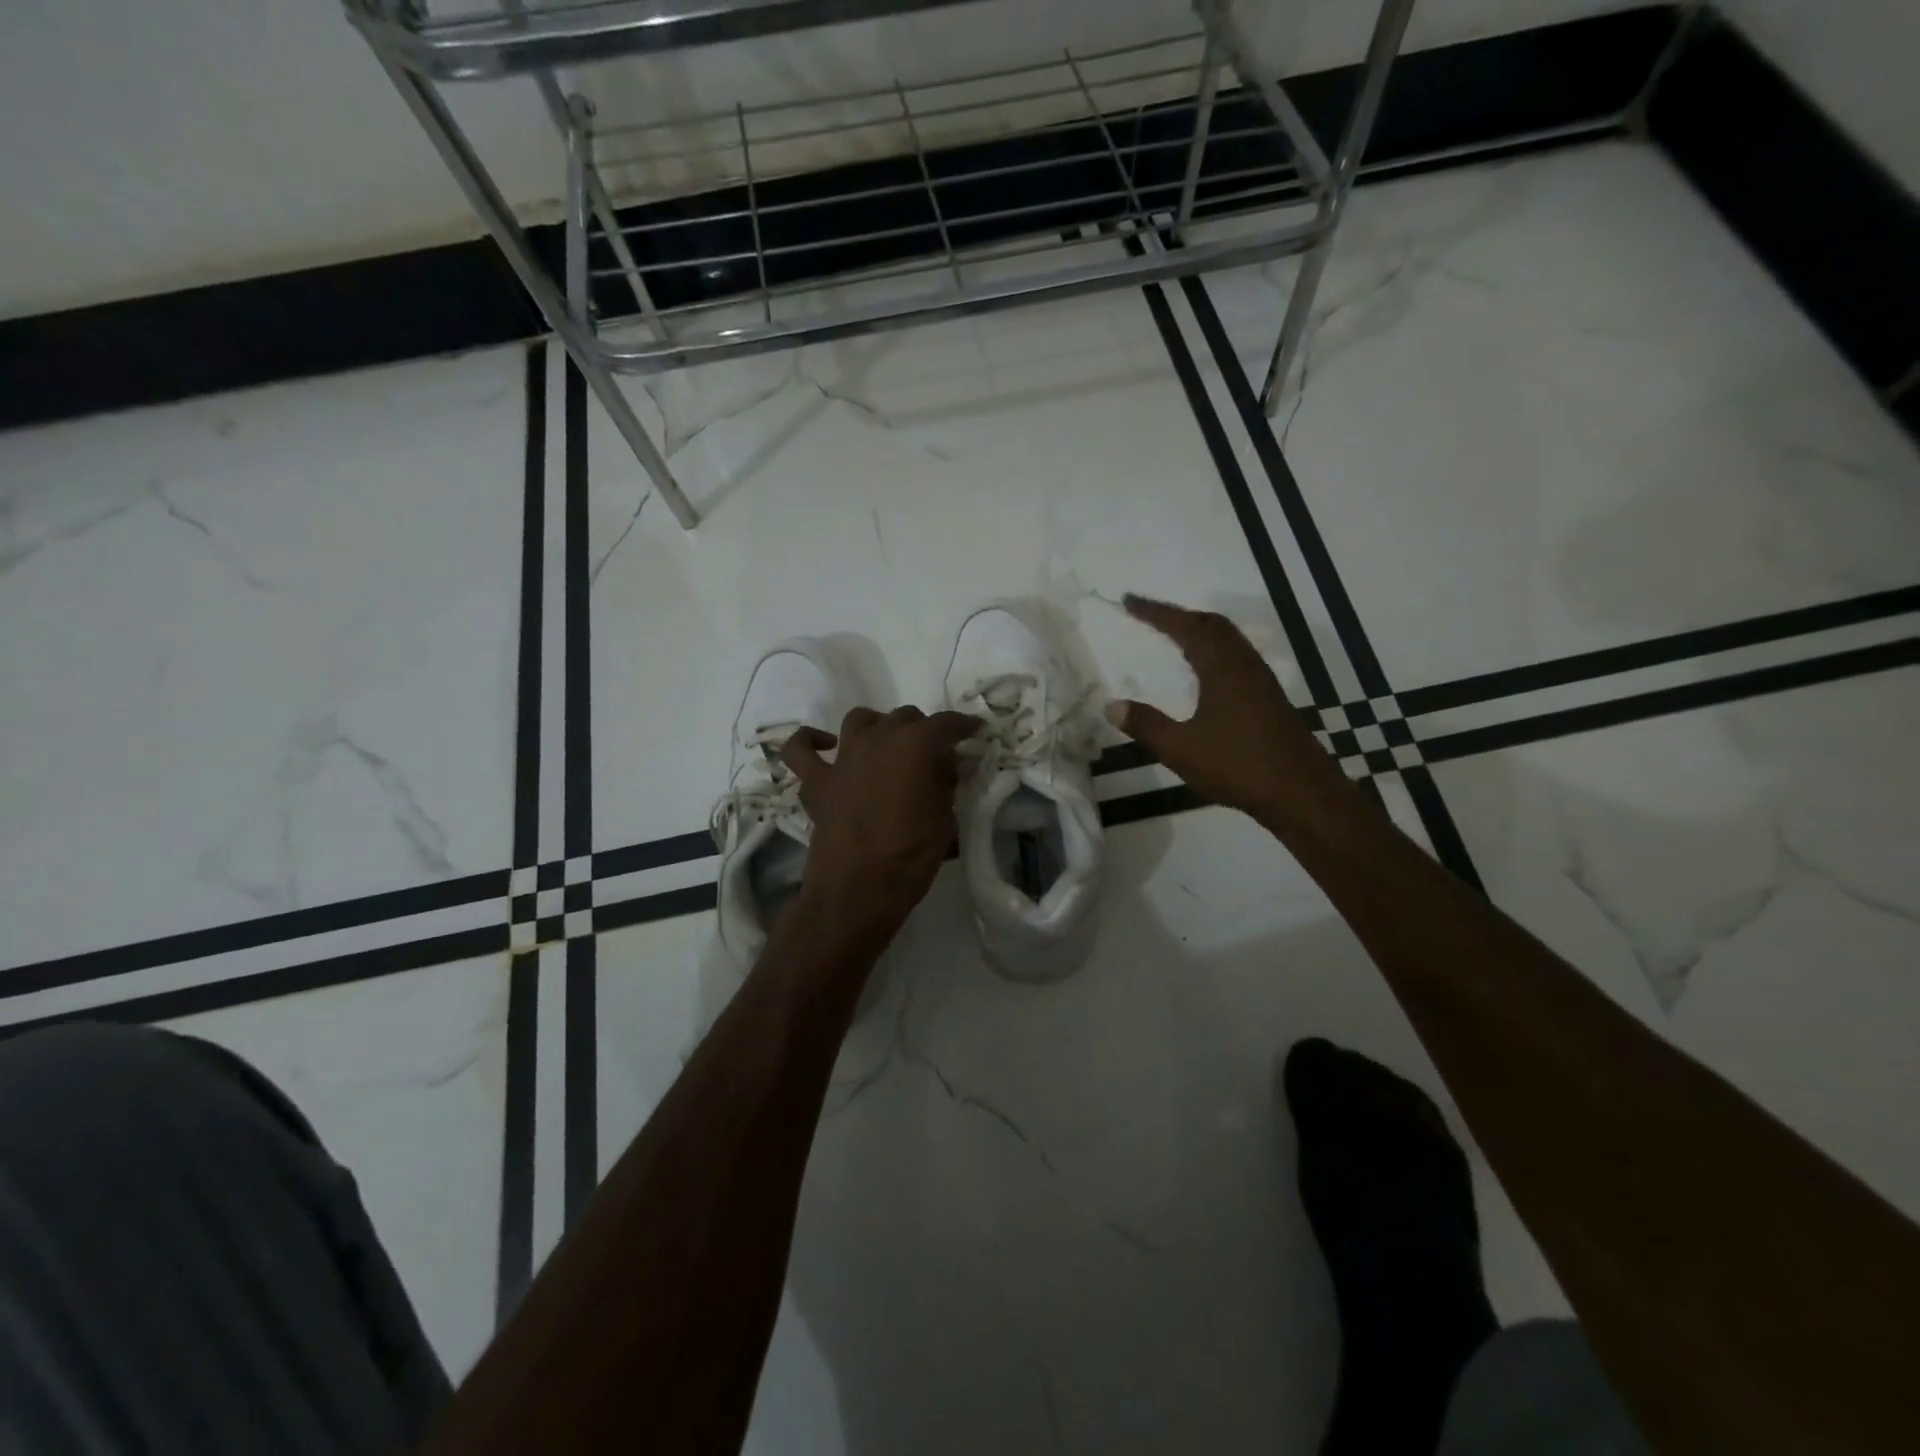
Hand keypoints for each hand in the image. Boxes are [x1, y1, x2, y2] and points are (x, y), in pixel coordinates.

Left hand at [782, 707, 980, 934]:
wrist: (857, 891)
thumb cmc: (910, 856)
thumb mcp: (945, 820)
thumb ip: (947, 784)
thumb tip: (948, 765)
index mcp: (914, 745)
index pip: (946, 723)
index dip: (964, 725)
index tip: (975, 731)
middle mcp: (877, 739)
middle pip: (905, 718)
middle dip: (924, 730)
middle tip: (936, 754)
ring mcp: (842, 758)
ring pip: (861, 720)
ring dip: (878, 727)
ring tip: (889, 745)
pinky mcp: (816, 781)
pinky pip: (801, 749)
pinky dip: (811, 741)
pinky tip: (827, 747)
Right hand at [1104, 594, 1348, 828]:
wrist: (1301, 792)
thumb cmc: (1238, 765)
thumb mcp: (1181, 748)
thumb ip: (1146, 724)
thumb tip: (1111, 705)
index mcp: (1222, 668)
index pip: (1185, 627)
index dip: (1156, 612)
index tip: (1129, 602)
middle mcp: (1244, 665)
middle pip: (1212, 624)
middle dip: (1179, 615)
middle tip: (1150, 615)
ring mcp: (1260, 681)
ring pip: (1228, 639)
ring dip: (1199, 630)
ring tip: (1174, 635)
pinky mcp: (1269, 698)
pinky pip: (1237, 656)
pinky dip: (1214, 649)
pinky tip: (1206, 671)